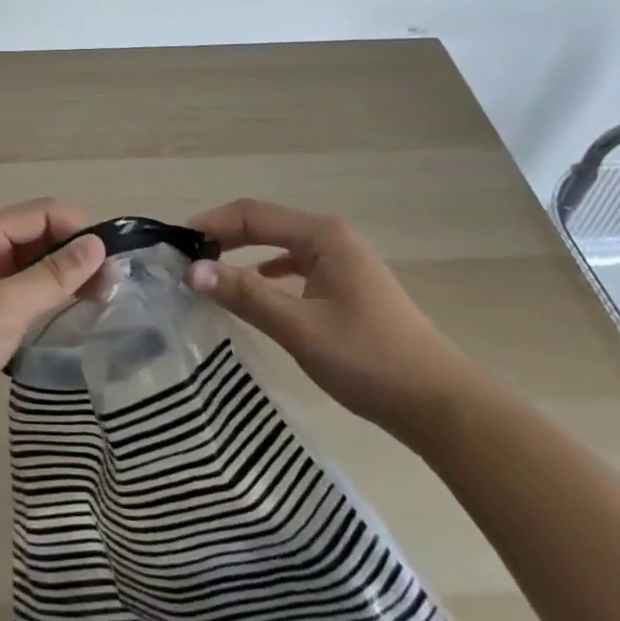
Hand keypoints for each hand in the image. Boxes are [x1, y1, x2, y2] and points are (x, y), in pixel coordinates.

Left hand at [0, 199, 106, 457]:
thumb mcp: (5, 304)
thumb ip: (54, 275)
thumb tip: (97, 243)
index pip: (40, 213)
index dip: (77, 228)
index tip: (115, 258)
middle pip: (37, 241)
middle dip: (74, 255)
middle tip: (114, 287)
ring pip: (32, 274)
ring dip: (64, 282)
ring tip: (103, 304)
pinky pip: (24, 305)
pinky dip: (49, 308)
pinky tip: (73, 324)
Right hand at [185, 199, 477, 445]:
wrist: (443, 407)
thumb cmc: (369, 360)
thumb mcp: (300, 328)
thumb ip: (245, 295)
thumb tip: (191, 270)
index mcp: (321, 234)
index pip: (252, 214)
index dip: (211, 223)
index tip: (176, 242)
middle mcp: (331, 236)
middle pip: (265, 223)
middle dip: (224, 235)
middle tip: (187, 256)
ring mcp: (343, 260)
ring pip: (280, 244)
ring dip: (245, 253)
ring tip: (211, 270)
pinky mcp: (349, 285)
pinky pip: (296, 264)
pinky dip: (268, 271)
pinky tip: (257, 289)